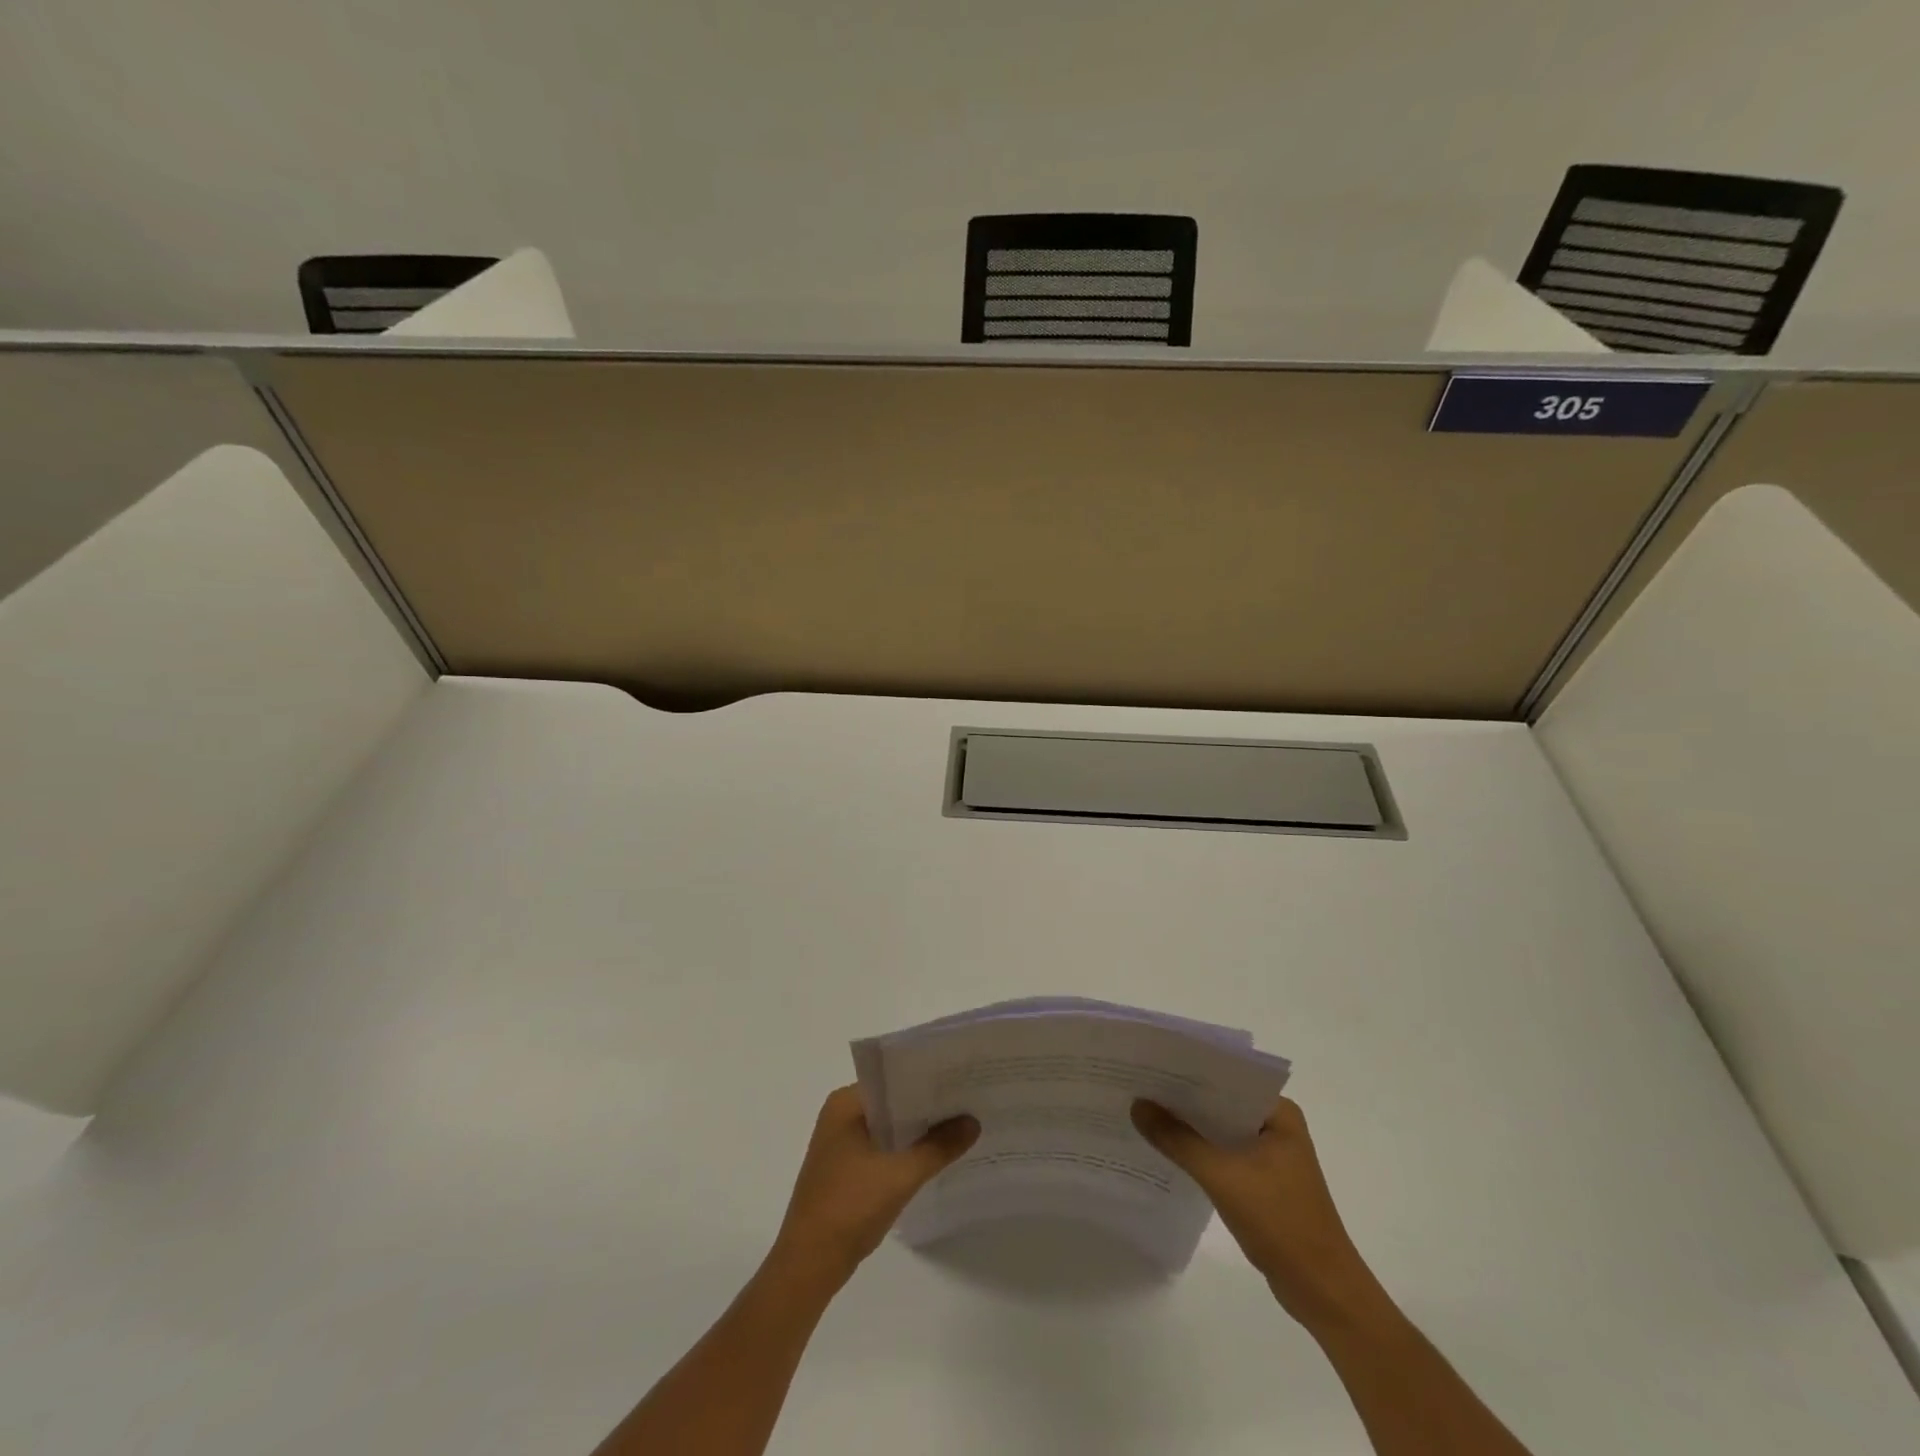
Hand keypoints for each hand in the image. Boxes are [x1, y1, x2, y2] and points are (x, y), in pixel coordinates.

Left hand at [771, 1086, 978, 1286]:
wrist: (808, 1266)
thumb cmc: (849, 1207)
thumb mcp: (901, 1175)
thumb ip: (938, 1147)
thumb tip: (973, 1121)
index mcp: (845, 1104)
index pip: (893, 1078)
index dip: (927, 1079)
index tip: (961, 1079)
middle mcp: (840, 1116)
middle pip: (892, 1103)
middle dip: (926, 1107)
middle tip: (968, 1102)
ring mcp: (840, 1145)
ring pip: (888, 1128)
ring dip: (917, 1132)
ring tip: (959, 1127)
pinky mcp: (844, 1171)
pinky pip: (881, 1149)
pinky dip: (904, 1152)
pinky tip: (933, 1158)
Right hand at [1132, 1095, 1385, 1331]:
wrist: (1323, 1293)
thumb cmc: (1281, 1224)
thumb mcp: (1223, 1177)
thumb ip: (1178, 1140)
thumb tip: (1137, 1105)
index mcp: (1278, 1113)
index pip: (1226, 1077)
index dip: (1187, 1070)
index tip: (1149, 1063)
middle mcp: (1276, 1126)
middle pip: (1220, 1102)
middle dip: (1182, 1097)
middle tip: (1137, 1085)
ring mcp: (1270, 1155)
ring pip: (1220, 1129)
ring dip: (1188, 1126)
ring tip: (1143, 1112)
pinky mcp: (1263, 1181)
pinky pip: (1223, 1153)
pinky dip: (1198, 1151)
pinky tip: (1166, 1150)